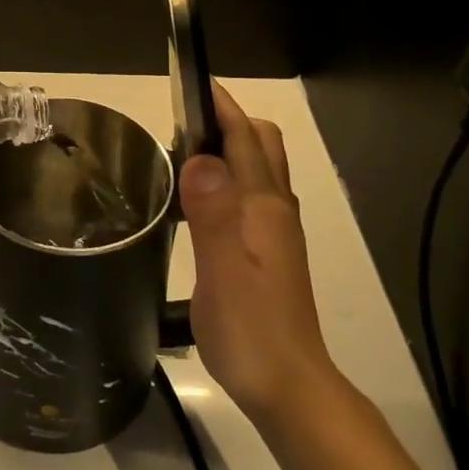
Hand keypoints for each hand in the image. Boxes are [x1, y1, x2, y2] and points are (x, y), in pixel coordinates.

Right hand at [180, 83, 338, 421]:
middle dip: (228, 120)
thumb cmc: (252, 331)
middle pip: (261, 145)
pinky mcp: (267, 251)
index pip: (245, 140)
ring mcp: (274, 231)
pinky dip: (225, 177)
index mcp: (263, 207)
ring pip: (257, 169)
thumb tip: (199, 157)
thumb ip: (213, 214)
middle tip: (180, 119)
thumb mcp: (224, 273)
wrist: (289, 388)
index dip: (221, 107)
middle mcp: (274, 209)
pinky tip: (198, 198)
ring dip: (226, 147)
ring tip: (181, 149)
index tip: (191, 81)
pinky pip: (248, 194)